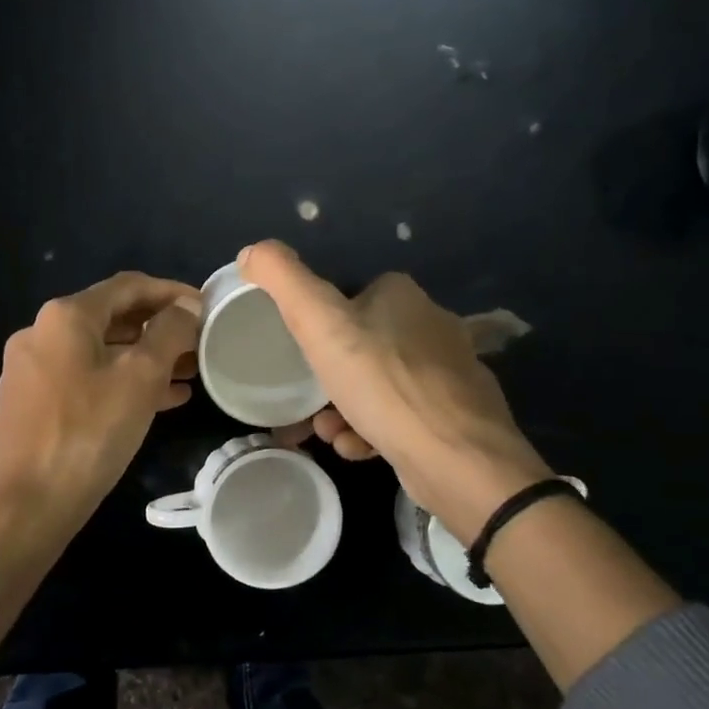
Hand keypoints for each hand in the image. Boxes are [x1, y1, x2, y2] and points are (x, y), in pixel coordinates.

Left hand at [0, 271, 201, 543]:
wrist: (20, 507)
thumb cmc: (86, 433)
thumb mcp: (139, 378)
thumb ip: (168, 334)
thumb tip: (186, 308)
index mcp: (66, 316)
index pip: (129, 286)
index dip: (172, 292)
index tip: (207, 307)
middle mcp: (42, 334)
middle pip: (113, 318)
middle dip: (160, 329)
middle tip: (202, 345)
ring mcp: (33, 371)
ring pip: (101, 353)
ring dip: (145, 359)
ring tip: (190, 375)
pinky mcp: (33, 405)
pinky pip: (87, 381)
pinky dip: (122, 383)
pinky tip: (160, 401)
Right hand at [241, 241, 551, 540]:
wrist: (455, 458)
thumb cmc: (382, 383)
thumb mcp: (319, 323)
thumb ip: (283, 281)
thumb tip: (251, 251)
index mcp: (402, 295)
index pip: (348, 298)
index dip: (318, 327)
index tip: (300, 358)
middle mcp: (431, 325)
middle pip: (360, 346)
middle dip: (328, 379)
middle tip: (308, 407)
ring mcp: (448, 372)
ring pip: (378, 385)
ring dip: (344, 409)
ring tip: (331, 433)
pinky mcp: (456, 414)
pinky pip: (400, 415)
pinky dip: (374, 431)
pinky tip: (361, 449)